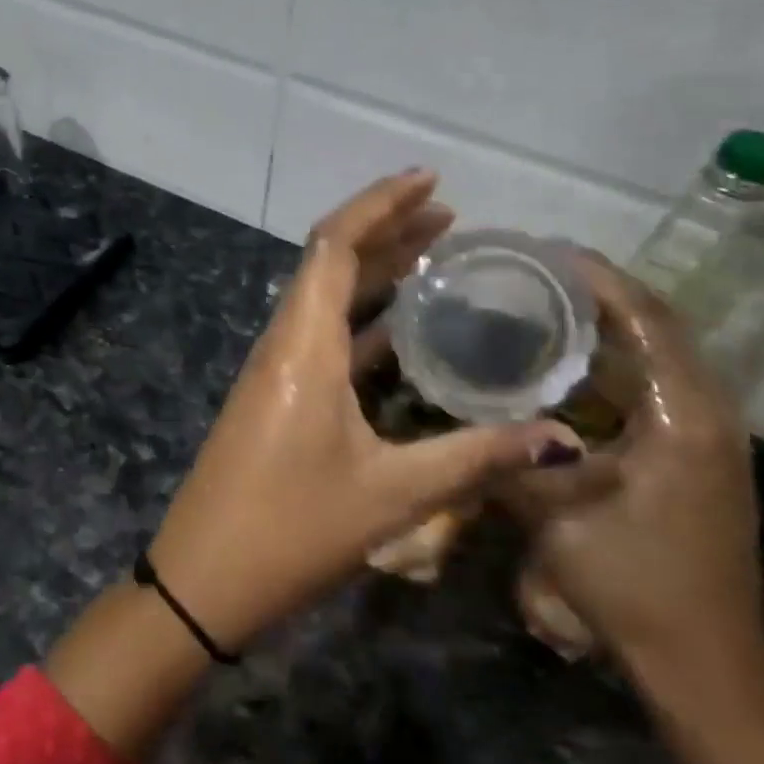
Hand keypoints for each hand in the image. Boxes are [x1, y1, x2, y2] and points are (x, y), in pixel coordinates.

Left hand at [149, 170, 574, 651]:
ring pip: (325, 300)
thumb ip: (477, 459)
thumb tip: (561, 439)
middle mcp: (283, 344)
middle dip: (386, 230)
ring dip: (374, 273)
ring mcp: (274, 372)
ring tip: (434, 257)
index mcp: (302, 345)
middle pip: (330, 262)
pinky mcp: (275, 400)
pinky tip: (402, 331)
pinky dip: (363, 320)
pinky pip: (322, 338)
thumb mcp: (392, 495)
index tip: (431, 182)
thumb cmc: (291, 531)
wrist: (202, 581)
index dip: (380, 204)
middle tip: (448, 217)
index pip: (335, 245)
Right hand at [506, 252, 763, 677]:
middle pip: (660, 327)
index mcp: (681, 416)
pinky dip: (615, 364)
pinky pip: (655, 387)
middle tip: (538, 274)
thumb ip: (506, 456)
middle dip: (603, 293)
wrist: (702, 659)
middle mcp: (705, 413)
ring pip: (659, 357)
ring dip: (610, 327)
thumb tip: (461, 416)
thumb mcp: (553, 514)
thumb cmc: (633, 582)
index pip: (647, 320)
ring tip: (548, 306)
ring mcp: (706, 436)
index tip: (548, 253)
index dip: (599, 279)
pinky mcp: (695, 457)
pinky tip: (568, 368)